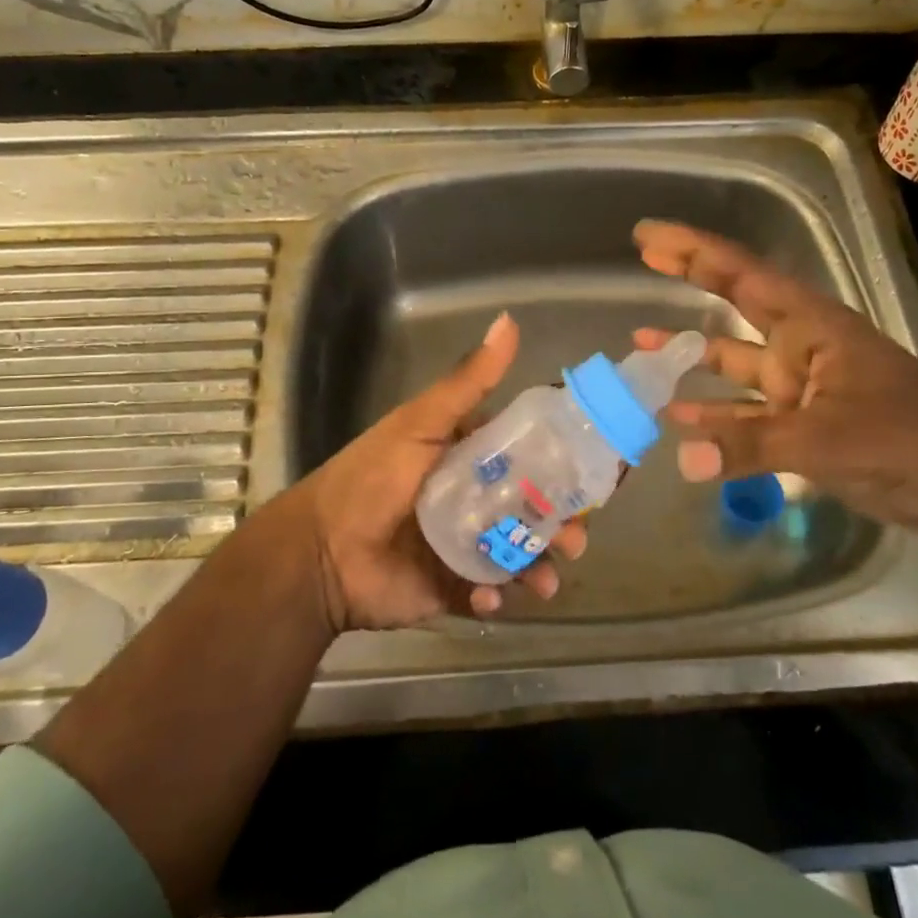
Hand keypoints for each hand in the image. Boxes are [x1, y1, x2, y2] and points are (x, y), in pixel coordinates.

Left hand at [297, 312, 585, 631]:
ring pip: (520, 552)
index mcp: (470, 457)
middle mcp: (474, 499)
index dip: (562, 464)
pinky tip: (491, 597)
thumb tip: (509, 321)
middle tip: (576, 537)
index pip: (528, 455)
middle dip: (561, 523)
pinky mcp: (454, 586)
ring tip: (546, 578)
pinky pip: (490, 591)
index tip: (596, 472)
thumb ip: (468, 381)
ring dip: (541, 565)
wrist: (321, 553)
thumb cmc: (373, 478)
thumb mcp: (422, 423)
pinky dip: (498, 596)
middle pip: (532, 508)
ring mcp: (466, 544)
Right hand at [633, 221, 917, 535]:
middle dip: (690, 280)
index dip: (693, 251)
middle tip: (642, 259)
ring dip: (692, 359)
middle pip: (734, 304)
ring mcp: (803, 387)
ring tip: (640, 352)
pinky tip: (680, 424)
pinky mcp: (805, 427)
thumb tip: (682, 458)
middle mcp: (801, 347)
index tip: (648, 236)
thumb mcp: (828, 440)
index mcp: (811, 327)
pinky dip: (716, 418)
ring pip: (734, 365)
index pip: (742, 275)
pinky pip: (747, 416)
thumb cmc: (911, 440)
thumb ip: (752, 446)